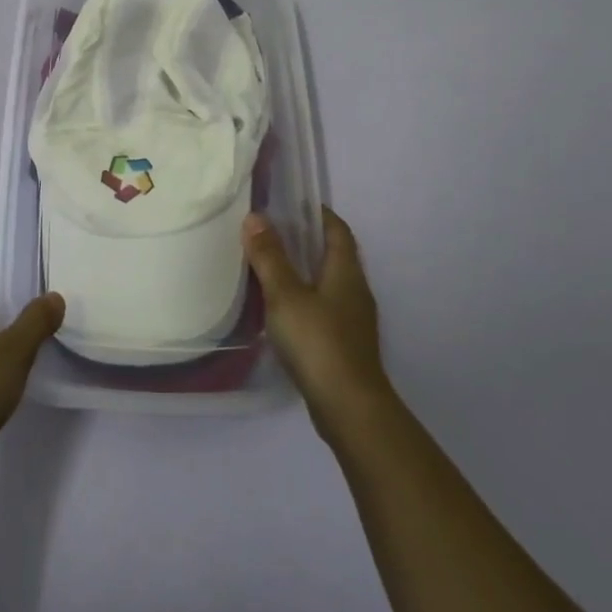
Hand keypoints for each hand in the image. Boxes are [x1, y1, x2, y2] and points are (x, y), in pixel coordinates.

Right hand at [244, 208, 394, 441]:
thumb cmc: (318, 342)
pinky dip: (304, 299)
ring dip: (304, 271)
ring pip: (328, 284)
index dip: (318, 213)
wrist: (349, 408)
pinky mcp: (344, 346)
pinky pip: (323, 309)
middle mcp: (355, 291)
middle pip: (333, 255)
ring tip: (270, 266)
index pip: (337, 230)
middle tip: (271, 232)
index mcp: (346, 272)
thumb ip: (270, 257)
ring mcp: (353, 321)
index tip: (292, 203)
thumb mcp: (286, 295)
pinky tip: (281, 310)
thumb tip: (256, 217)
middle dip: (306, 241)